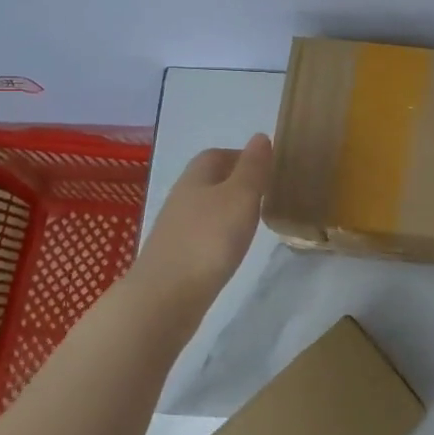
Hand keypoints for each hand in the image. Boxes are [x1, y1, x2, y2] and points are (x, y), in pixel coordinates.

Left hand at [131, 135, 272, 317]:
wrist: (165, 298)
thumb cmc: (208, 240)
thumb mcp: (240, 197)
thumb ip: (253, 168)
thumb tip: (260, 136)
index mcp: (196, 177)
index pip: (217, 154)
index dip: (241, 156)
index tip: (267, 168)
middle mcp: (182, 198)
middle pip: (210, 180)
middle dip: (236, 183)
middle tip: (266, 194)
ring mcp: (176, 229)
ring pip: (206, 208)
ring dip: (228, 210)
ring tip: (254, 222)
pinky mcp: (176, 257)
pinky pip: (203, 235)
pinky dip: (219, 235)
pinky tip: (232, 249)